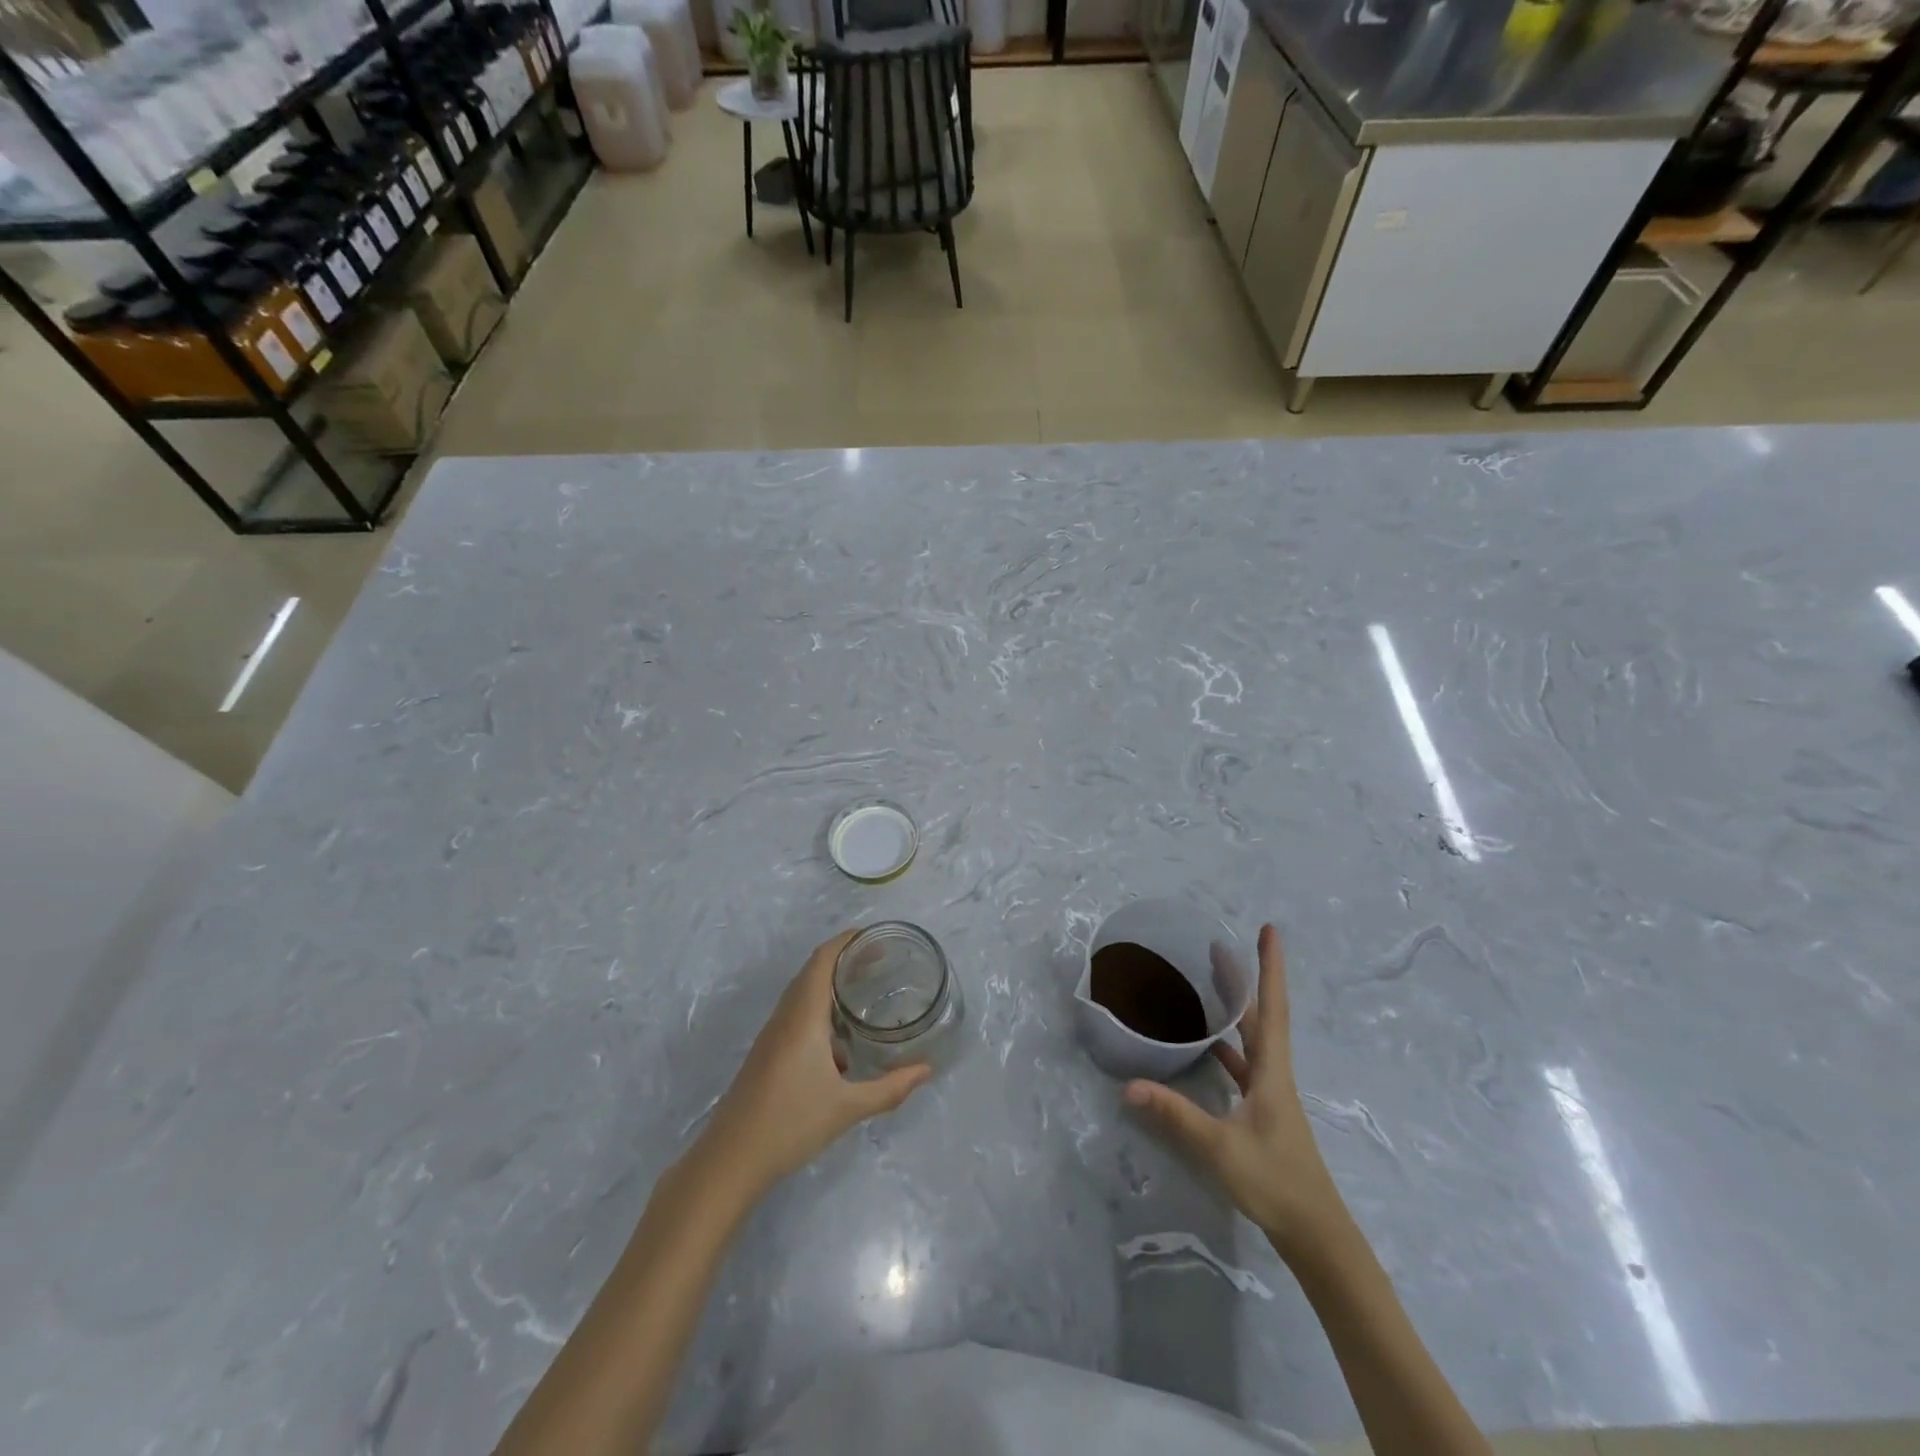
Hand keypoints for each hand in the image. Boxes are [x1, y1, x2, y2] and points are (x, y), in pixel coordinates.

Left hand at [697, 930, 931, 1199]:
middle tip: (880, 960)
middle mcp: (785, 1017)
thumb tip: (926, 1070)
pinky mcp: (767, 1054)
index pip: (822, 960)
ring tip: (864, 993)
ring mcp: (772, 1036)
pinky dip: (821, 1013)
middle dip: (844, 960)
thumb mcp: (848, 1108)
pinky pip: (796, 1017)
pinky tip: (842, 1044)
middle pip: (813, 972)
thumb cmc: (790, 1123)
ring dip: (830, 986)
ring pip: (803, 995)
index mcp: (803, 1017)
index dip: (846, 941)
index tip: (875, 936)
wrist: (730, 1160)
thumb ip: (890, 1088)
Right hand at [1125, 924, 1348, 1259]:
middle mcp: (1274, 1074)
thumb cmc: (1276, 1182)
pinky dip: (1226, 1048)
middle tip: (1219, 947)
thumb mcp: (1221, 1147)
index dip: (1270, 968)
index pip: (1272, 1008)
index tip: (1269, 930)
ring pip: (1252, 1040)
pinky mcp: (1262, 1113)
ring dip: (1235, 1011)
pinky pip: (1243, 1066)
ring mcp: (1270, 1094)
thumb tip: (1129, 1086)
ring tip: (1210, 985)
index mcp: (1272, 1071)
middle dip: (1244, 980)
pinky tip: (1206, 1048)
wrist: (1316, 1234)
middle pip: (1260, 1016)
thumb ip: (1175, 1115)